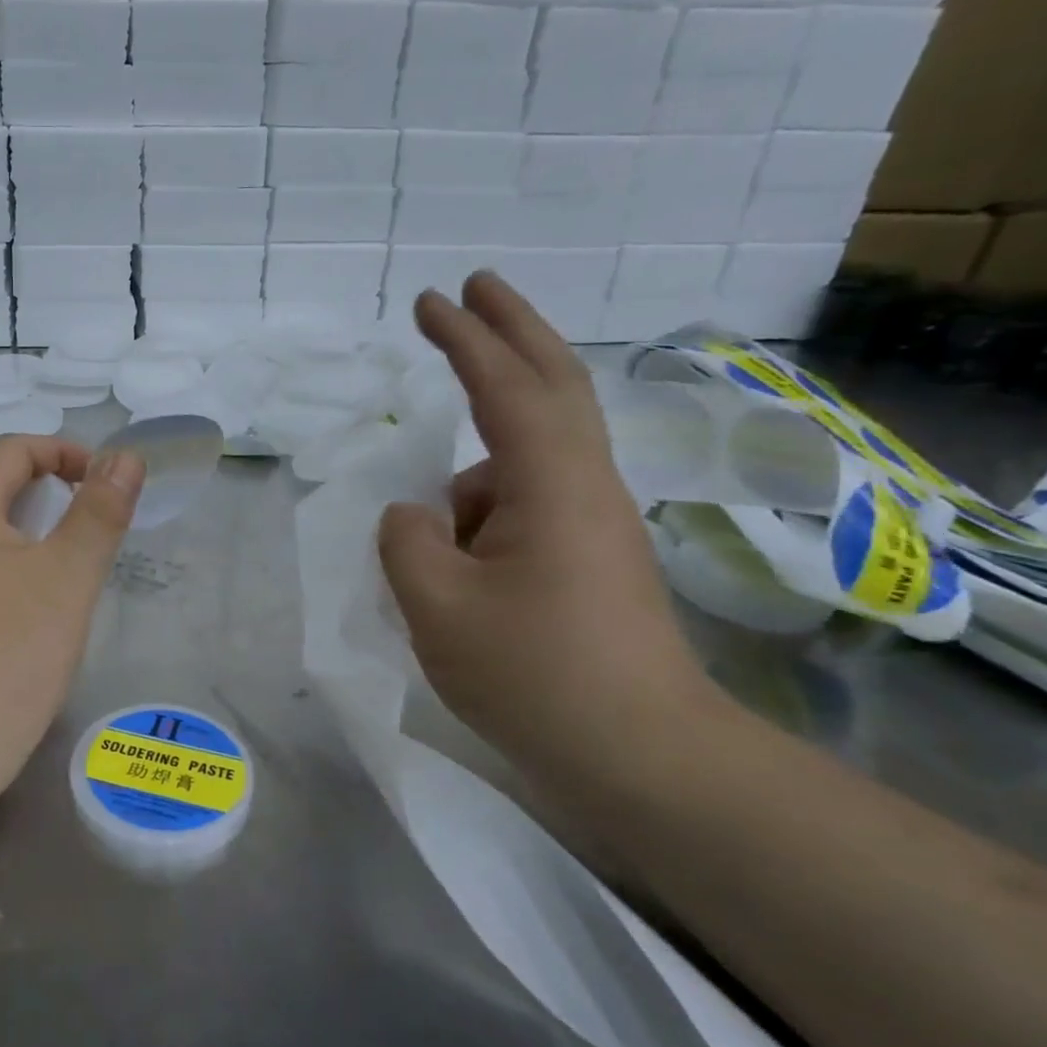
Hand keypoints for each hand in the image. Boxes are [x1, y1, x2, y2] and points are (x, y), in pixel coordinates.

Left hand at [0, 436, 144, 781]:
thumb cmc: (5, 657)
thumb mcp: (68, 578)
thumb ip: (99, 512)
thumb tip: (125, 457)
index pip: (10, 450)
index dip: (62, 453)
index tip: (101, 483)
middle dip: (31, 480)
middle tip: (74, 512)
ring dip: (6, 519)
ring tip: (49, 555)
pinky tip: (11, 601)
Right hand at [377, 273, 716, 771]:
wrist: (641, 757)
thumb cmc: (535, 675)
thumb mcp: (435, 605)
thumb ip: (405, 540)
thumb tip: (416, 516)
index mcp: (550, 485)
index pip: (505, 386)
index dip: (464, 338)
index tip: (428, 301)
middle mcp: (583, 486)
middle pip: (552, 383)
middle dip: (510, 329)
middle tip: (472, 289)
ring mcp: (594, 523)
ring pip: (518, 469)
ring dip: (466, 493)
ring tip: (435, 579)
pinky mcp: (591, 557)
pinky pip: (520, 510)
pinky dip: (478, 524)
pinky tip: (456, 585)